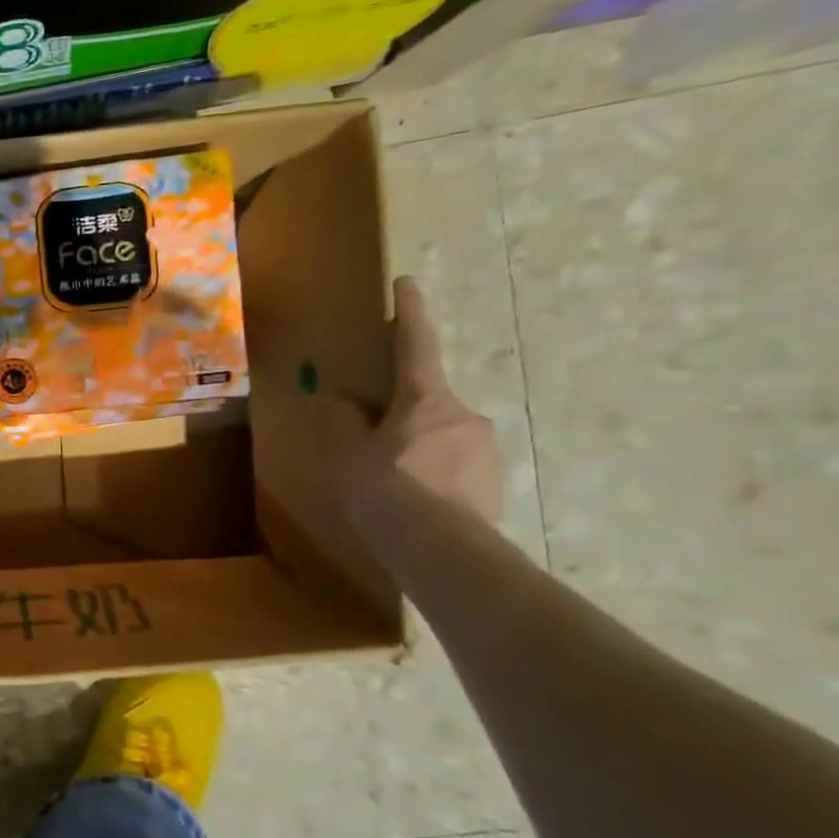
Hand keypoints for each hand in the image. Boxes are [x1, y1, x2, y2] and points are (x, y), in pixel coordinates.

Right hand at [326, 276, 504, 525]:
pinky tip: (416, 502)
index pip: (416, 345)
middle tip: (378, 437)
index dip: (409, 313)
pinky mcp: (495, 482)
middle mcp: (464, 415)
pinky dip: (436, 474)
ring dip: (420, 448)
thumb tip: (343, 401)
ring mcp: (486, 449)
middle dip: (405, 412)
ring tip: (395, 482)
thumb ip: (345, 423)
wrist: (443, 552)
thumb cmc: (387, 492)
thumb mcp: (349, 455)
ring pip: (444, 437)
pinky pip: (457, 467)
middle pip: (429, 401)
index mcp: (425, 400)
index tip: (407, 285)